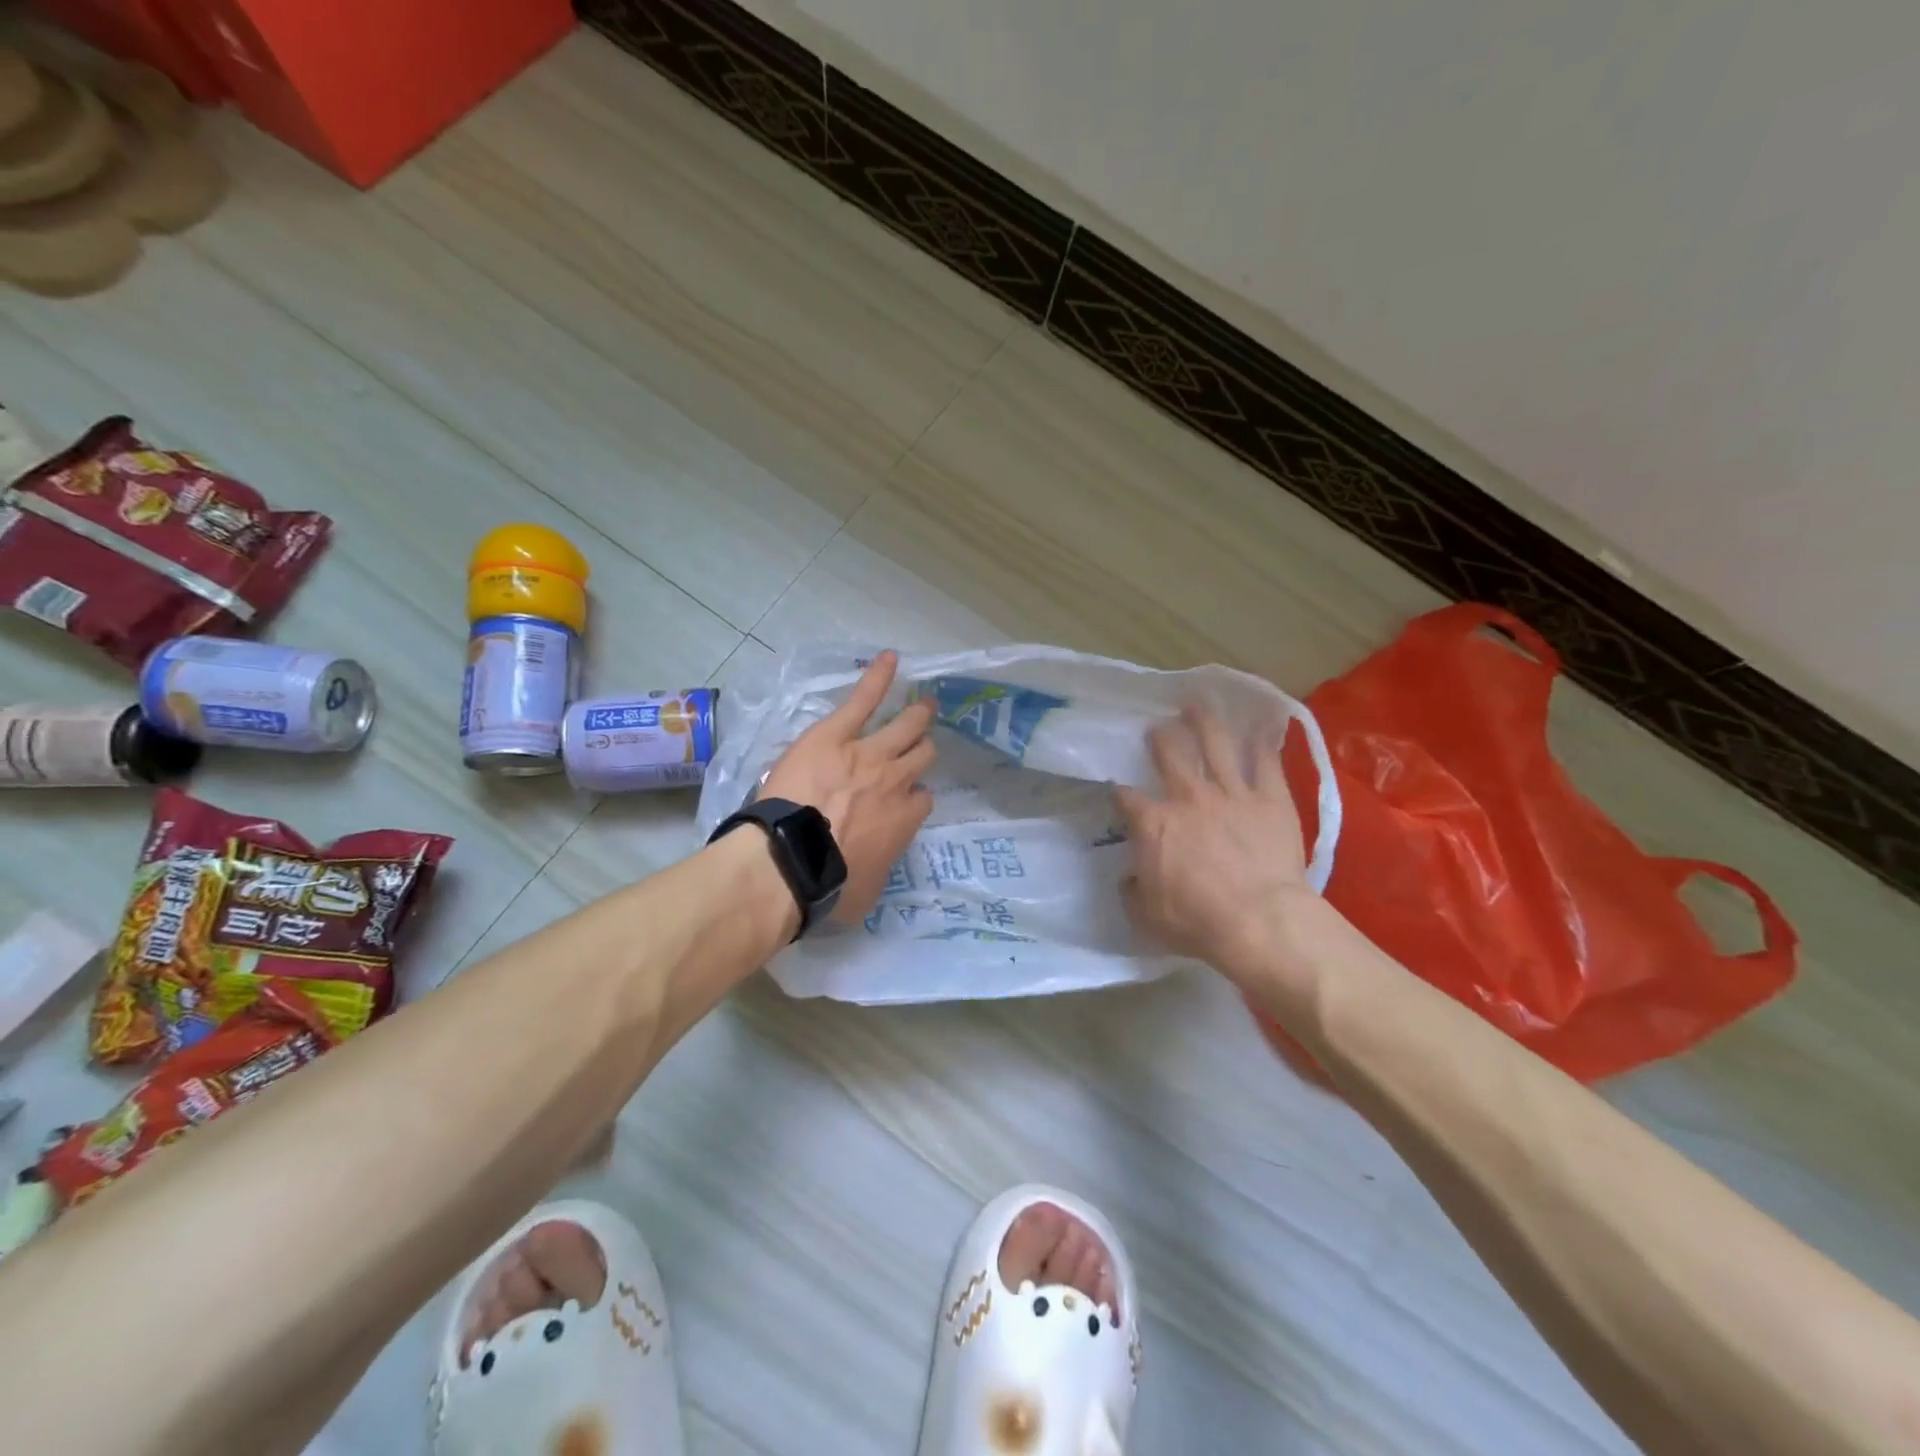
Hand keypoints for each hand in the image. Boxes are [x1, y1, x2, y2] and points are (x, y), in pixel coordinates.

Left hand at [759, 651, 935, 921]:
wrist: (790, 859)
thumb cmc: (828, 885)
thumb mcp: (866, 894)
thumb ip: (879, 870)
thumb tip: (872, 866)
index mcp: (904, 820)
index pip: (921, 800)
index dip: (913, 798)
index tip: (904, 802)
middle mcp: (896, 781)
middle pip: (921, 756)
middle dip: (923, 750)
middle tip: (923, 743)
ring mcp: (869, 753)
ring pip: (906, 727)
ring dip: (917, 716)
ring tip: (925, 704)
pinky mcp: (837, 733)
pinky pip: (864, 699)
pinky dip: (879, 677)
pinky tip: (890, 658)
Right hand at [1115, 706, 1321, 985]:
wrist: (1259, 920)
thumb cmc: (1196, 921)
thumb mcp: (1145, 915)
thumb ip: (1133, 889)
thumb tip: (1130, 877)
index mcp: (1154, 823)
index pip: (1126, 797)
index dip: (1119, 792)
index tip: (1117, 791)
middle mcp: (1188, 797)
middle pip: (1170, 755)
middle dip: (1160, 739)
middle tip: (1157, 729)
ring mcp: (1232, 793)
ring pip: (1215, 745)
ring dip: (1204, 723)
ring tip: (1196, 707)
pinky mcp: (1271, 798)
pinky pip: (1266, 763)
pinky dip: (1263, 745)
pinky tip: (1261, 730)